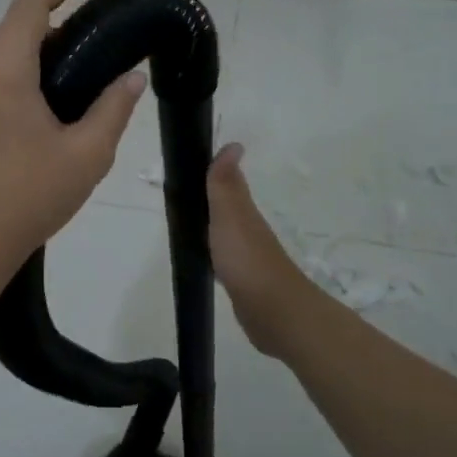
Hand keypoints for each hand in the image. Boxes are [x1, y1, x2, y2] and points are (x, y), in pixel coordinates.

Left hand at [0, 0, 146, 272]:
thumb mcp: (87, 153)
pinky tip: (38, 98)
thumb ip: (113, 108)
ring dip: (30, 46)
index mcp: (4, 70)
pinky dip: (14, 71)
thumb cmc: (31, 194)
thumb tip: (134, 78)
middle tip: (89, 27)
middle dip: (48, 16)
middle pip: (10, 27)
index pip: (30, 6)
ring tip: (70, 62)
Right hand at [207, 143, 306, 350]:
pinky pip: (224, 259)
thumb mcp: (230, 215)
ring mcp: (247, 257)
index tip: (192, 165)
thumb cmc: (247, 259)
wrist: (273, 311)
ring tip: (188, 223)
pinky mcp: (243, 282)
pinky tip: (206, 258)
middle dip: (210, 199)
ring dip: (212, 226)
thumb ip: (225, 184)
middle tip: (183, 194)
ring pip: (226, 233)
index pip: (228, 185)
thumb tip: (234, 144)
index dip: (214, 174)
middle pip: (227, 208)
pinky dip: (215, 253)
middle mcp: (248, 231)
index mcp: (244, 213)